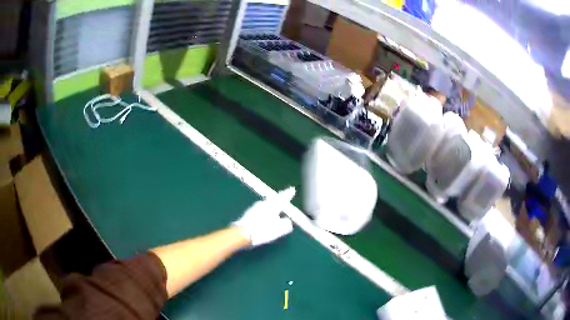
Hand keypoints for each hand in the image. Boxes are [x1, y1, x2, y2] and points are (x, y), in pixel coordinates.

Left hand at [233, 187, 295, 246]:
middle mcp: (263, 204)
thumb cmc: (262, 231)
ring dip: (271, 210)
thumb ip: (286, 224)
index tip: (292, 189)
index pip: (283, 198)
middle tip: (284, 202)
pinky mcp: (249, 214)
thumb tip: (287, 221)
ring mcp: (255, 208)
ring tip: (275, 216)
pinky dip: (265, 215)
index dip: (288, 194)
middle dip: (279, 203)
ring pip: (266, 207)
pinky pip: (261, 212)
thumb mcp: (279, 229)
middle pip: (274, 201)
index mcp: (272, 206)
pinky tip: (265, 221)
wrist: (242, 234)